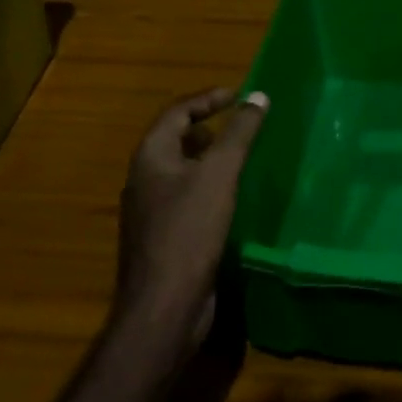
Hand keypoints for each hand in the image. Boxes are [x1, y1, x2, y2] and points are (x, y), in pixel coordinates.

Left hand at [111, 86, 268, 362]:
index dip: (207, 99)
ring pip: (181, 170)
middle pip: (175, 139)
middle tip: (241, 124)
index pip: (176, 112)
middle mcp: (144, 179)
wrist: (164, 306)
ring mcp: (151, 211)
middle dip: (207, 126)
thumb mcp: (220, 174)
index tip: (238, 95)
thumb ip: (239, 133)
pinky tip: (232, 198)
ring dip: (209, 157)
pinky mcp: (164, 237)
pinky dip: (208, 185)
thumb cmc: (190, 231)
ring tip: (241, 157)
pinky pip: (187, 197)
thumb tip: (258, 95)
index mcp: (150, 157)